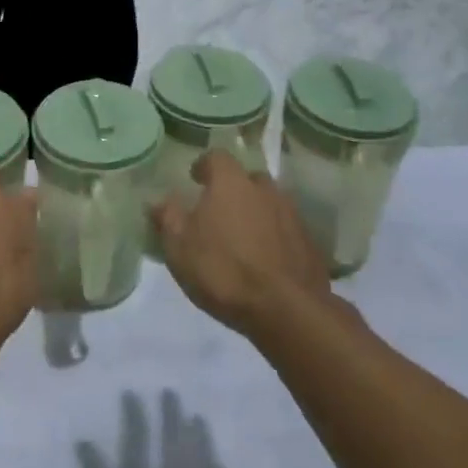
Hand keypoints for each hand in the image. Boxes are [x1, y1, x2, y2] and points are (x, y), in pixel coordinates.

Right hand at [77, 392, 234, 467]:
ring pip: (203, 463)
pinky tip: (221, 466)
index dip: (134, 414)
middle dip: (172, 415)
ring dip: (200, 438)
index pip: (137, 440)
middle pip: (175, 444)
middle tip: (171, 392)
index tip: (132, 392)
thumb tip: (85, 441)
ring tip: (198, 419)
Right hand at [151, 151, 331, 339]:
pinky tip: (266, 260)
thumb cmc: (223, 270)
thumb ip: (167, 218)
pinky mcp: (310, 242)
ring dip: (257, 213)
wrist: (286, 310)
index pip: (216, 157)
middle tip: (219, 212)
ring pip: (270, 203)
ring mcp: (292, 214)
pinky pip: (286, 230)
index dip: (204, 166)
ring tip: (243, 238)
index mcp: (231, 183)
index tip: (195, 180)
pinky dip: (275, 237)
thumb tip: (158, 200)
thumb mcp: (180, 247)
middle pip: (247, 178)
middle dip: (234, 190)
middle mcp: (264, 189)